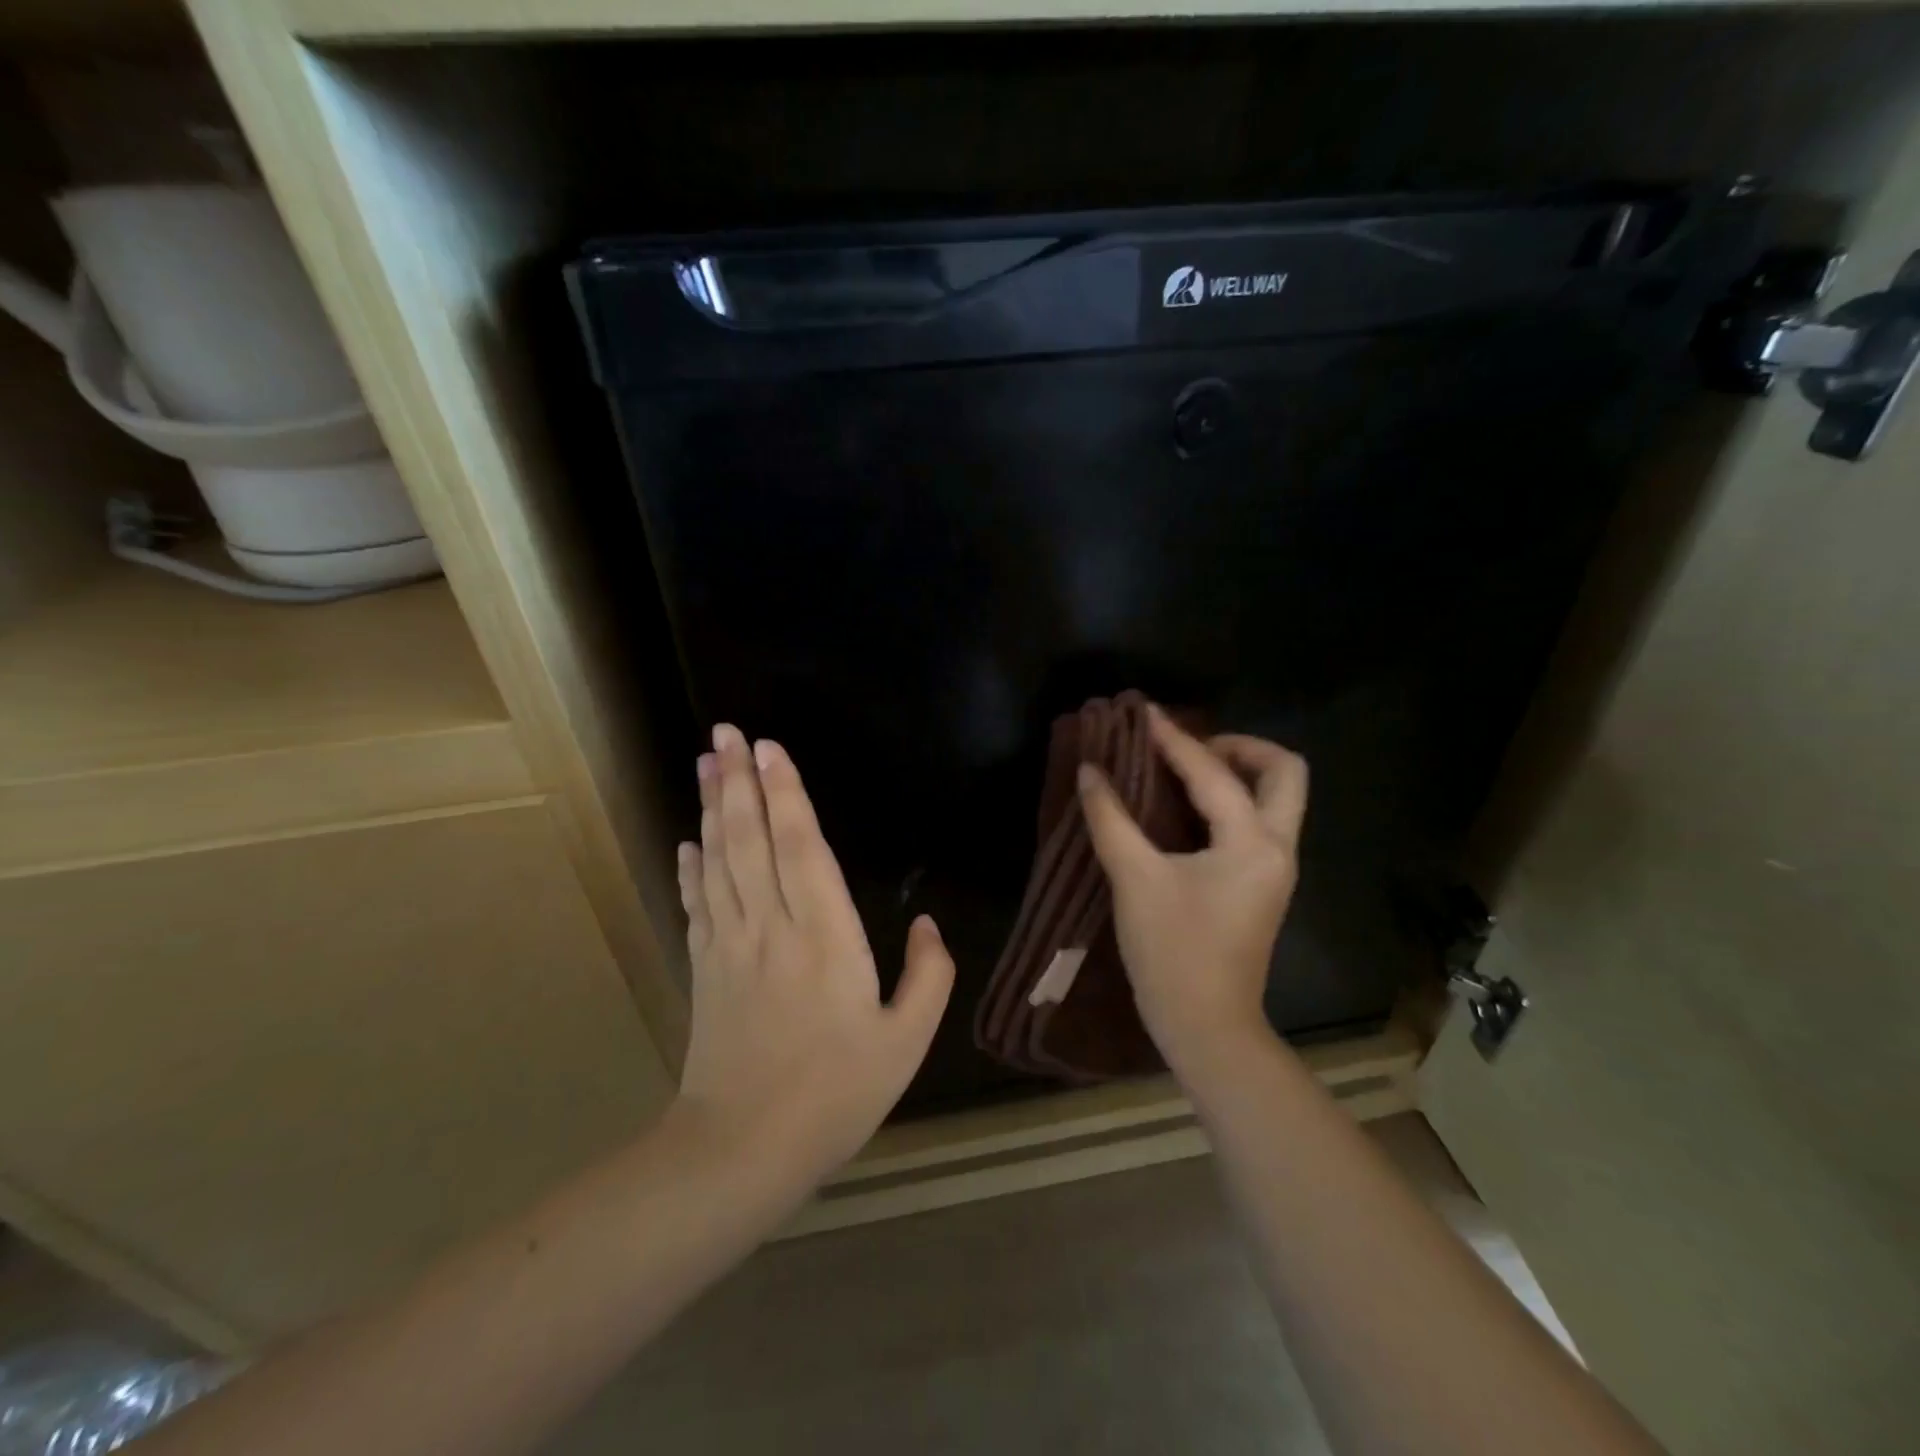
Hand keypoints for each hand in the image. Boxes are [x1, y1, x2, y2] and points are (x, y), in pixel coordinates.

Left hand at [674, 725, 953, 1194]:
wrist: (744, 1150)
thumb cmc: (835, 1093)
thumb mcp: (905, 1042)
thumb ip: (928, 977)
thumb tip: (930, 926)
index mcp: (824, 937)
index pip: (801, 848)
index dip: (786, 794)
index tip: (770, 749)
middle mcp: (771, 927)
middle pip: (750, 839)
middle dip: (739, 781)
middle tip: (724, 731)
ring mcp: (730, 946)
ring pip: (719, 861)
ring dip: (713, 808)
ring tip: (706, 763)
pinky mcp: (705, 968)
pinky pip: (697, 904)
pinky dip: (691, 867)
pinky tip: (689, 841)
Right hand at [1078, 707, 1308, 1076]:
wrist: (1207, 1027)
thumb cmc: (1173, 953)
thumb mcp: (1135, 880)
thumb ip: (1111, 819)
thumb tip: (1090, 771)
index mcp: (1252, 843)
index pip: (1213, 773)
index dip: (1174, 740)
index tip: (1144, 715)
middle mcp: (1277, 848)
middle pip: (1284, 773)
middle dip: (1241, 747)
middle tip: (1189, 746)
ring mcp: (1274, 869)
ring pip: (1276, 798)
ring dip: (1238, 772)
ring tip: (1184, 768)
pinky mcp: (1261, 885)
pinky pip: (1257, 822)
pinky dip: (1230, 800)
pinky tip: (1187, 806)